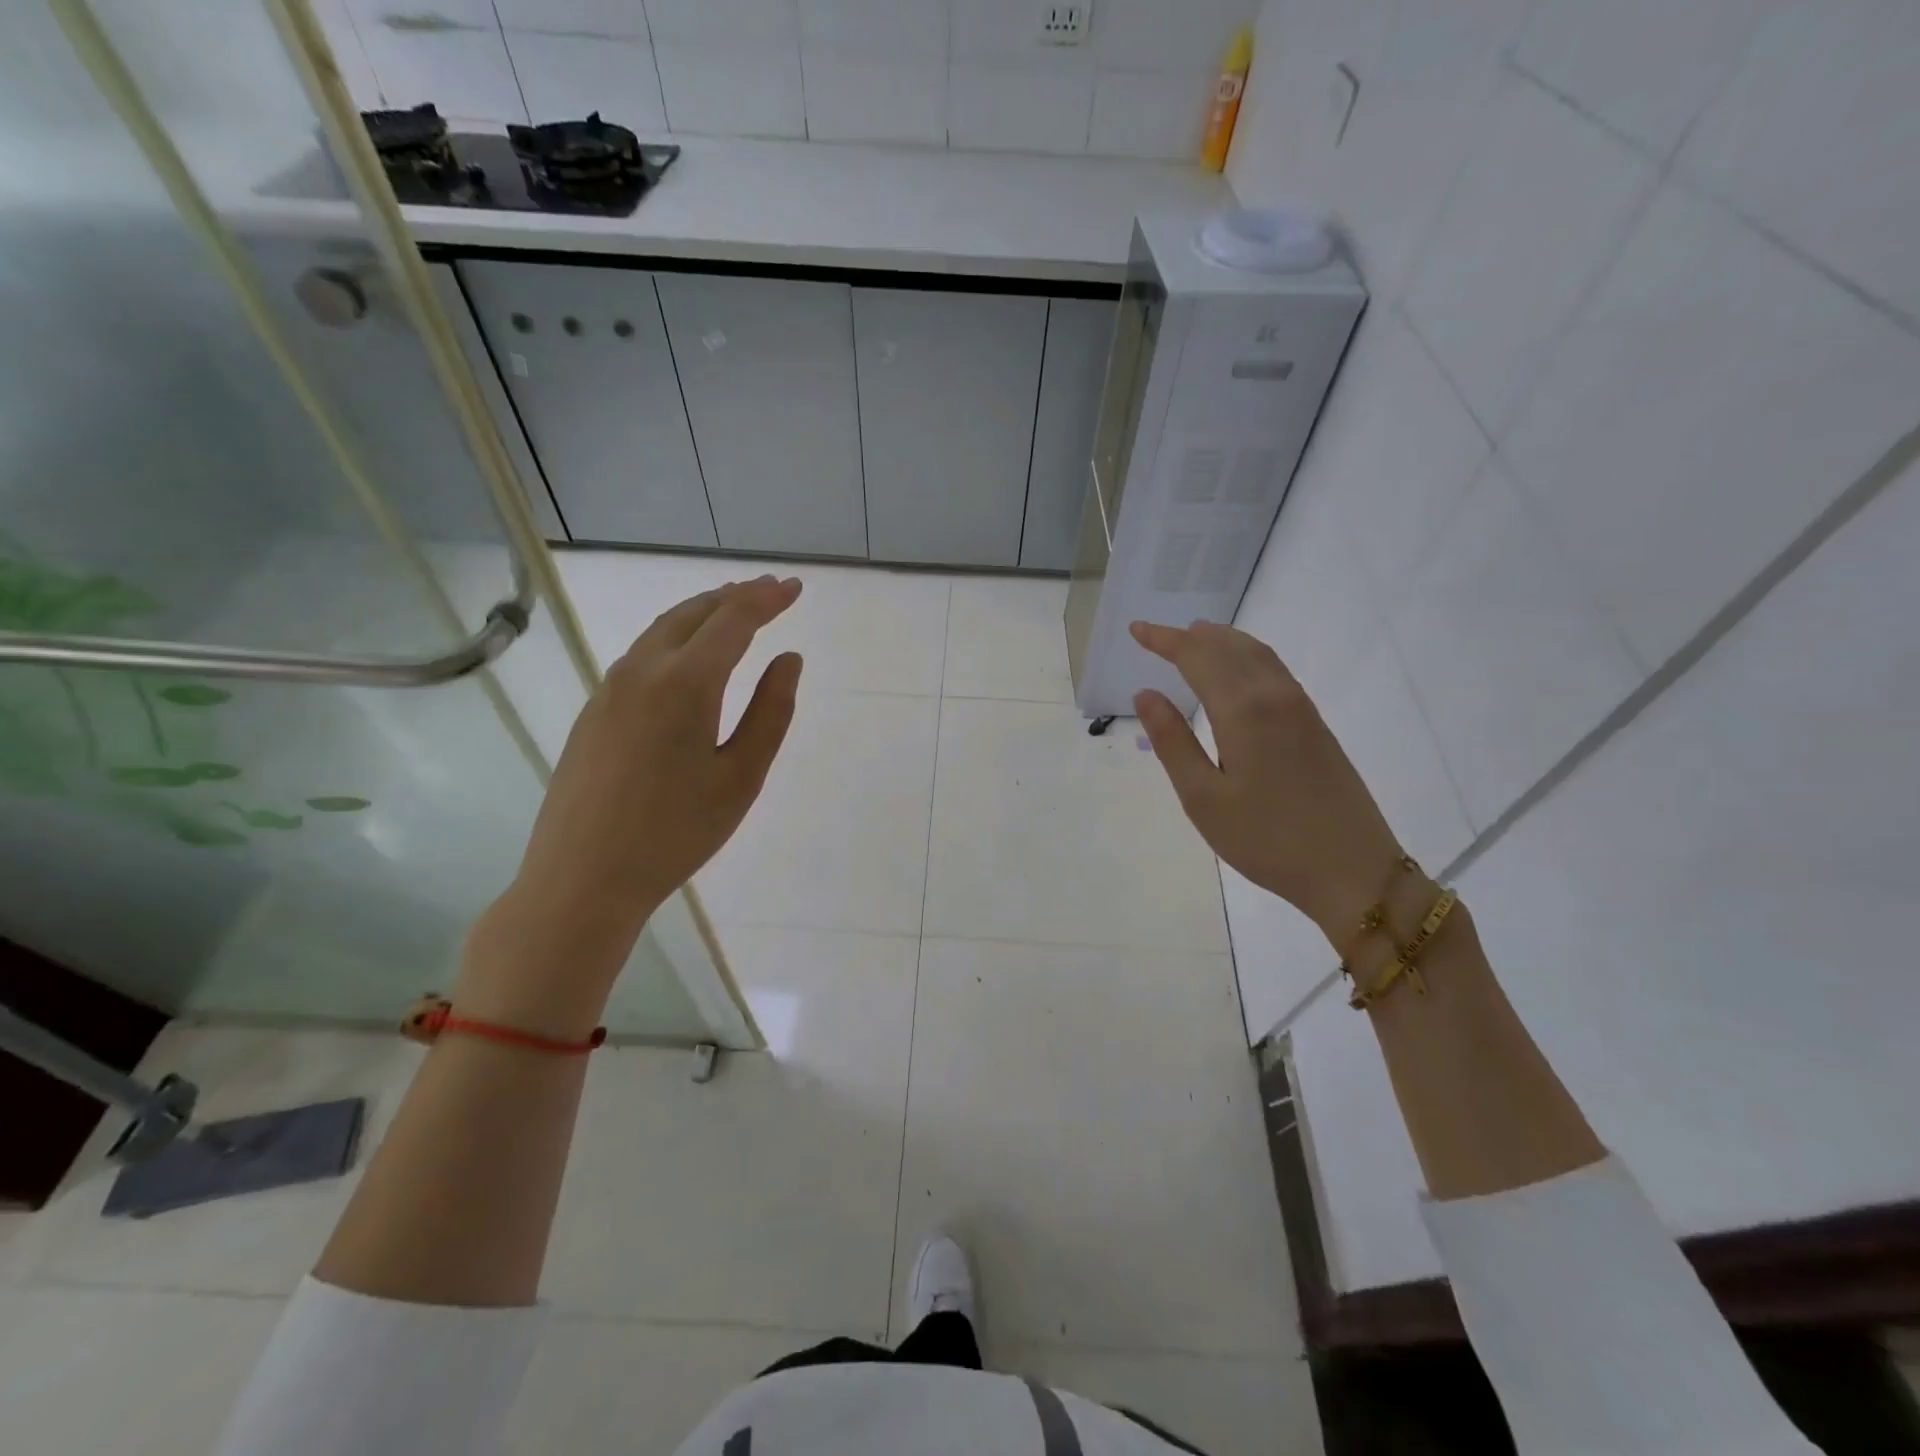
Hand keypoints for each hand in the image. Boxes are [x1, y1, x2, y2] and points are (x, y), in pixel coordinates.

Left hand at [461, 577, 803, 1023]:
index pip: (733, 620)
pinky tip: (689, 657)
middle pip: (692, 613)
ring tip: (734, 612)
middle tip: (770, 591)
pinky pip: (642, 654)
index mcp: (684, 683)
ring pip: (662, 630)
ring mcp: (610, 689)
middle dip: (735, 596)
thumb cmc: (676, 833)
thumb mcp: (741, 777)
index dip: (767, 599)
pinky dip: (675, 638)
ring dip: (702, 613)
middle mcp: (642, 671)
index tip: (795, 588)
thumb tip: (788, 660)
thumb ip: (771, 712)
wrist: (582, 878)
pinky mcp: (594, 710)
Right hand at [1129, 619, 1404, 945]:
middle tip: (1159, 634)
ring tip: (1196, 638)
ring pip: (1258, 655)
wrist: (1353, 871)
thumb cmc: (1267, 840)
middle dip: (1191, 636)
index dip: (1164, 639)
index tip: (1136, 629)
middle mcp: (1275, 697)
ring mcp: (1302, 710)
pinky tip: (1239, 673)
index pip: (1197, 656)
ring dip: (1223, 641)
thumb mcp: (1203, 798)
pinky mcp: (1317, 726)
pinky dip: (1248, 657)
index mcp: (1243, 711)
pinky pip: (1276, 672)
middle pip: (1230, 647)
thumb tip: (1146, 694)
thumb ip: (1172, 742)